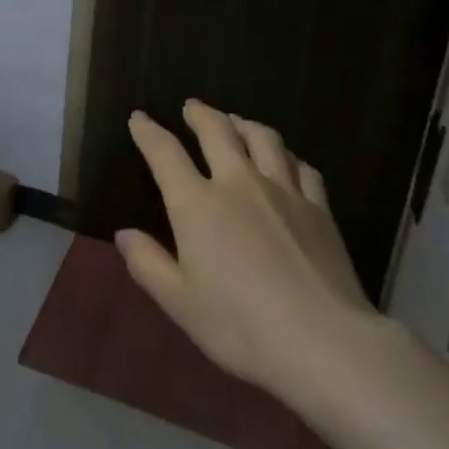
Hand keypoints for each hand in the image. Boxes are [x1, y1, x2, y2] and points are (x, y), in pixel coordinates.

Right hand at [116, 101, 374, 409]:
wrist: (324, 341)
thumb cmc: (241, 326)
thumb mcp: (181, 303)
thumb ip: (148, 264)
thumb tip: (124, 234)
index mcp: (197, 204)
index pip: (165, 153)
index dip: (148, 132)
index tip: (139, 118)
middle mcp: (238, 183)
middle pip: (217, 131)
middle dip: (200, 114)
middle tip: (191, 107)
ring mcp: (283, 191)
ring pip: (263, 139)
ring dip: (244, 124)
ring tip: (236, 122)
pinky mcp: (319, 208)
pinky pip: (302, 167)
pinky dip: (287, 156)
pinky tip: (286, 161)